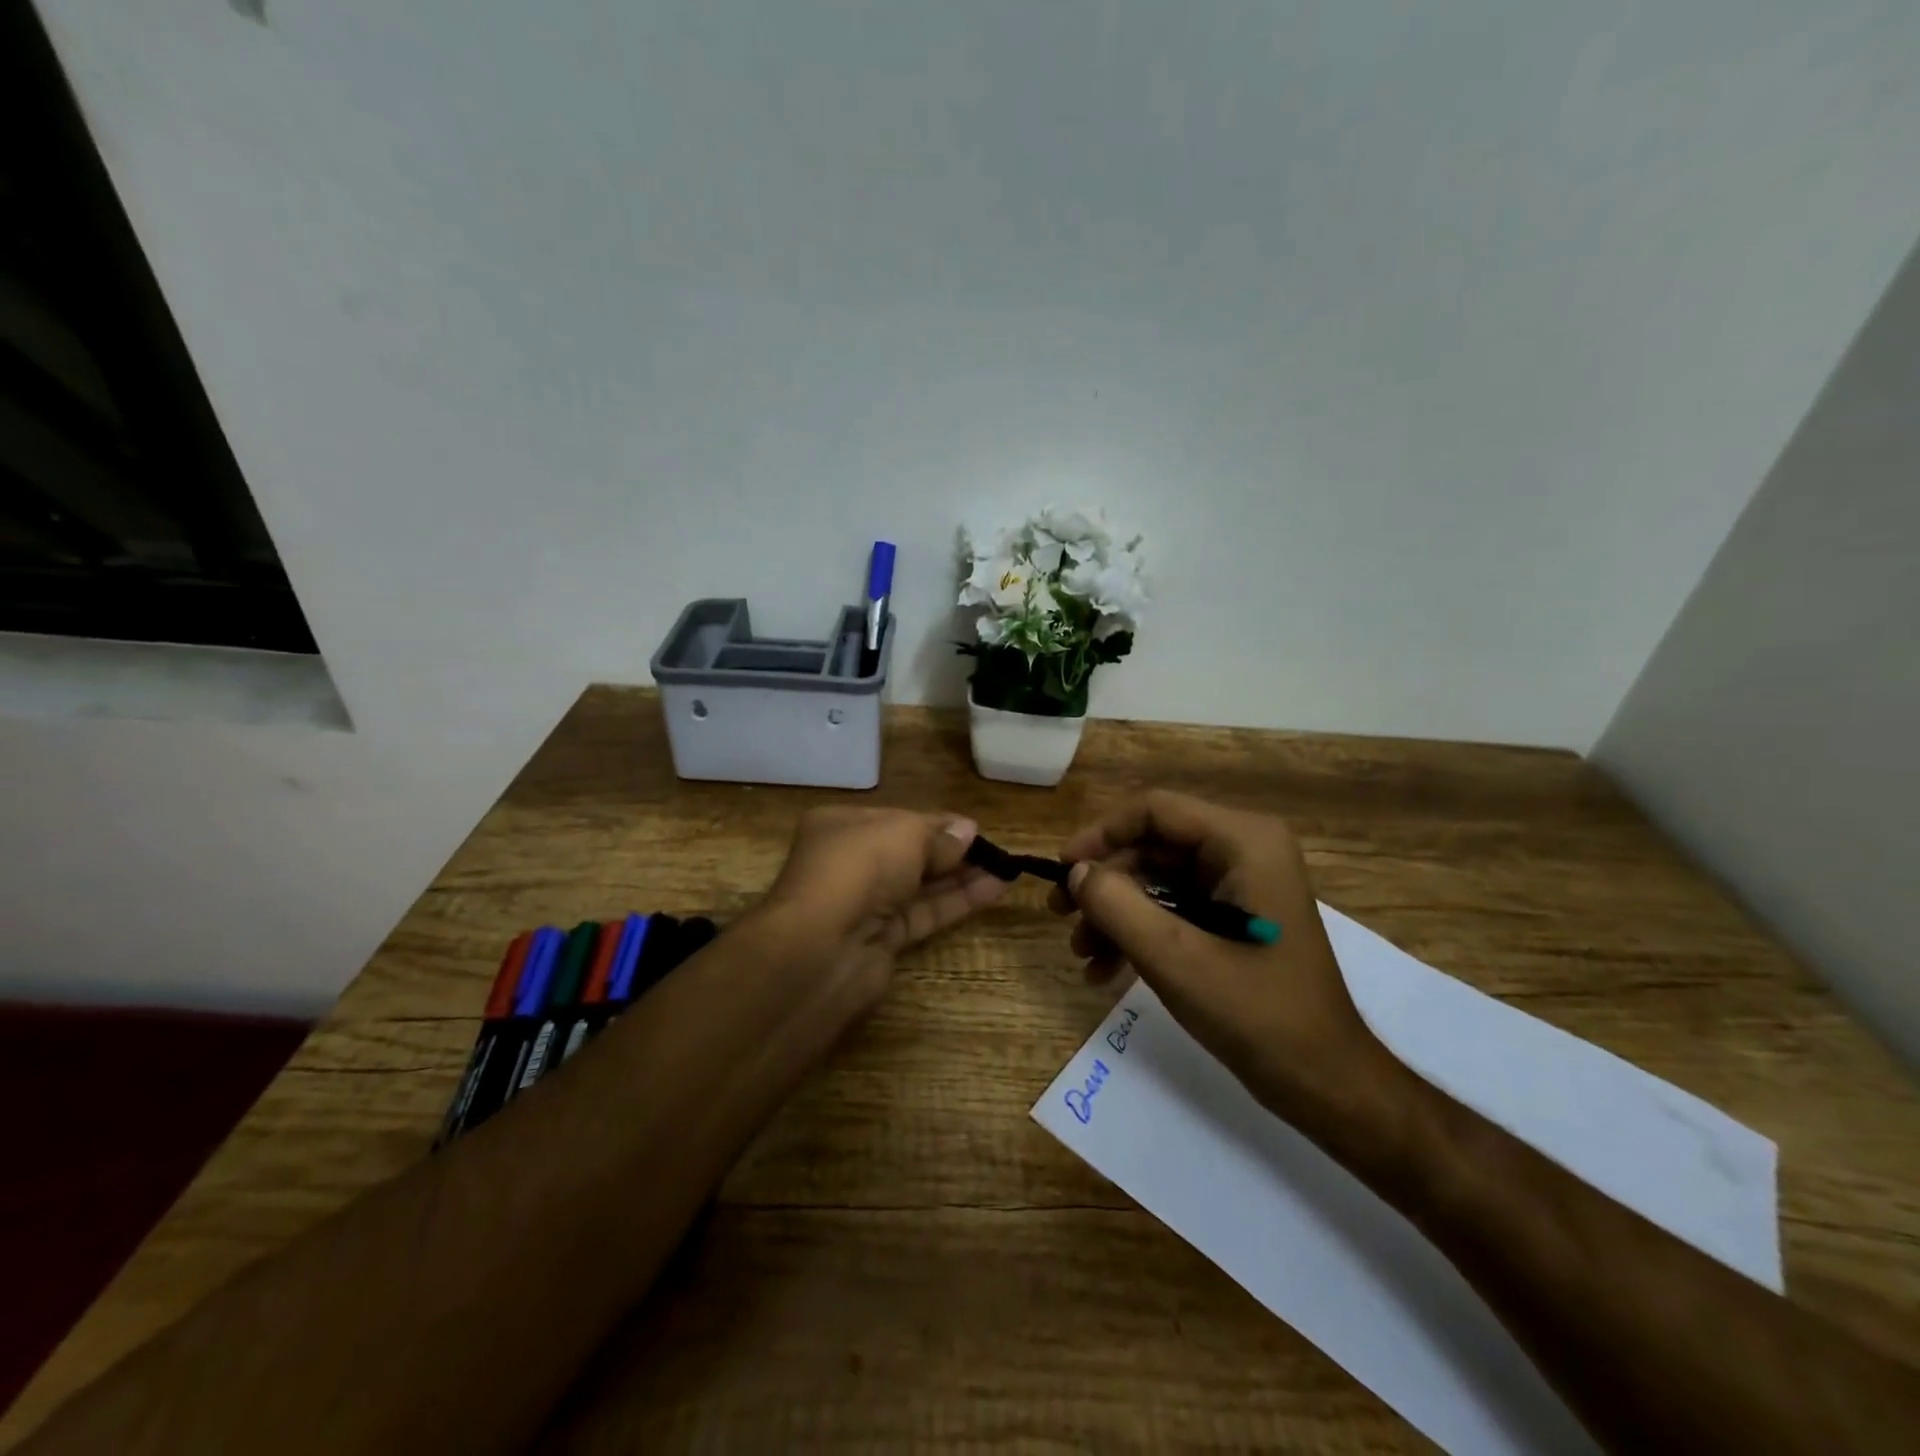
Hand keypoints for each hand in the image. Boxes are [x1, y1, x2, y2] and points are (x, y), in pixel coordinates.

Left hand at [758, 806, 1009, 1007]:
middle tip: (995, 852)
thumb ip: (939, 834)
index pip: (897, 820)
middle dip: (952, 851)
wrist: (821, 948)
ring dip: (961, 877)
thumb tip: (968, 831)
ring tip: (1005, 870)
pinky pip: (924, 914)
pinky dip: (956, 903)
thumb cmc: (858, 868)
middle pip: (910, 853)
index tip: (974, 829)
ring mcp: (864, 904)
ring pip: (920, 886)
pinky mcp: (881, 940)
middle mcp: (850, 862)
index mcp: (841, 825)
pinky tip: (992, 891)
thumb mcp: (904, 833)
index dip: (937, 823)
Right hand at [1049, 789, 1391, 1123]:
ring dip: (1116, 913)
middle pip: (1152, 845)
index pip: (1155, 810)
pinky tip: (1106, 971)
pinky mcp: (1234, 916)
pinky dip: (1139, 932)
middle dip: (1105, 883)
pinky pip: (1173, 907)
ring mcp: (1240, 884)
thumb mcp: (1176, 958)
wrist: (1325, 1083)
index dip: (1100, 834)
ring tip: (1082, 955)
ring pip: (1157, 879)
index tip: (1061, 869)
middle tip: (1061, 918)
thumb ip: (1117, 906)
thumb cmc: (1258, 1014)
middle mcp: (1244, 850)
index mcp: (1244, 841)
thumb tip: (1076, 873)